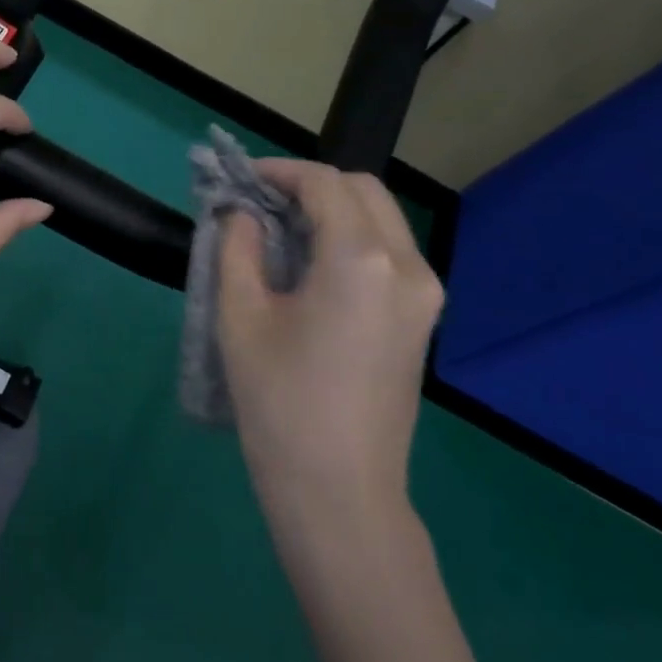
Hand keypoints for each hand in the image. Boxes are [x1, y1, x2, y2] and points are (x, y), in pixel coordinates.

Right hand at [219, 161, 443, 527]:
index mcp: (360, 259)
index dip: (278, 171)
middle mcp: (406, 265)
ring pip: (381, 219)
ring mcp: (424, 294)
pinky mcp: (422, 319)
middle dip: (310, 185)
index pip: (324, 183)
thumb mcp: (240, 317)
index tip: (240, 180)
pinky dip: (351, 238)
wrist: (338, 489)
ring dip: (333, 210)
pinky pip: (389, 253)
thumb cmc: (279, 401)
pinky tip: (311, 264)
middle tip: (259, 203)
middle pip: (363, 190)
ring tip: (279, 231)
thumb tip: (239, 213)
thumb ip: (237, 248)